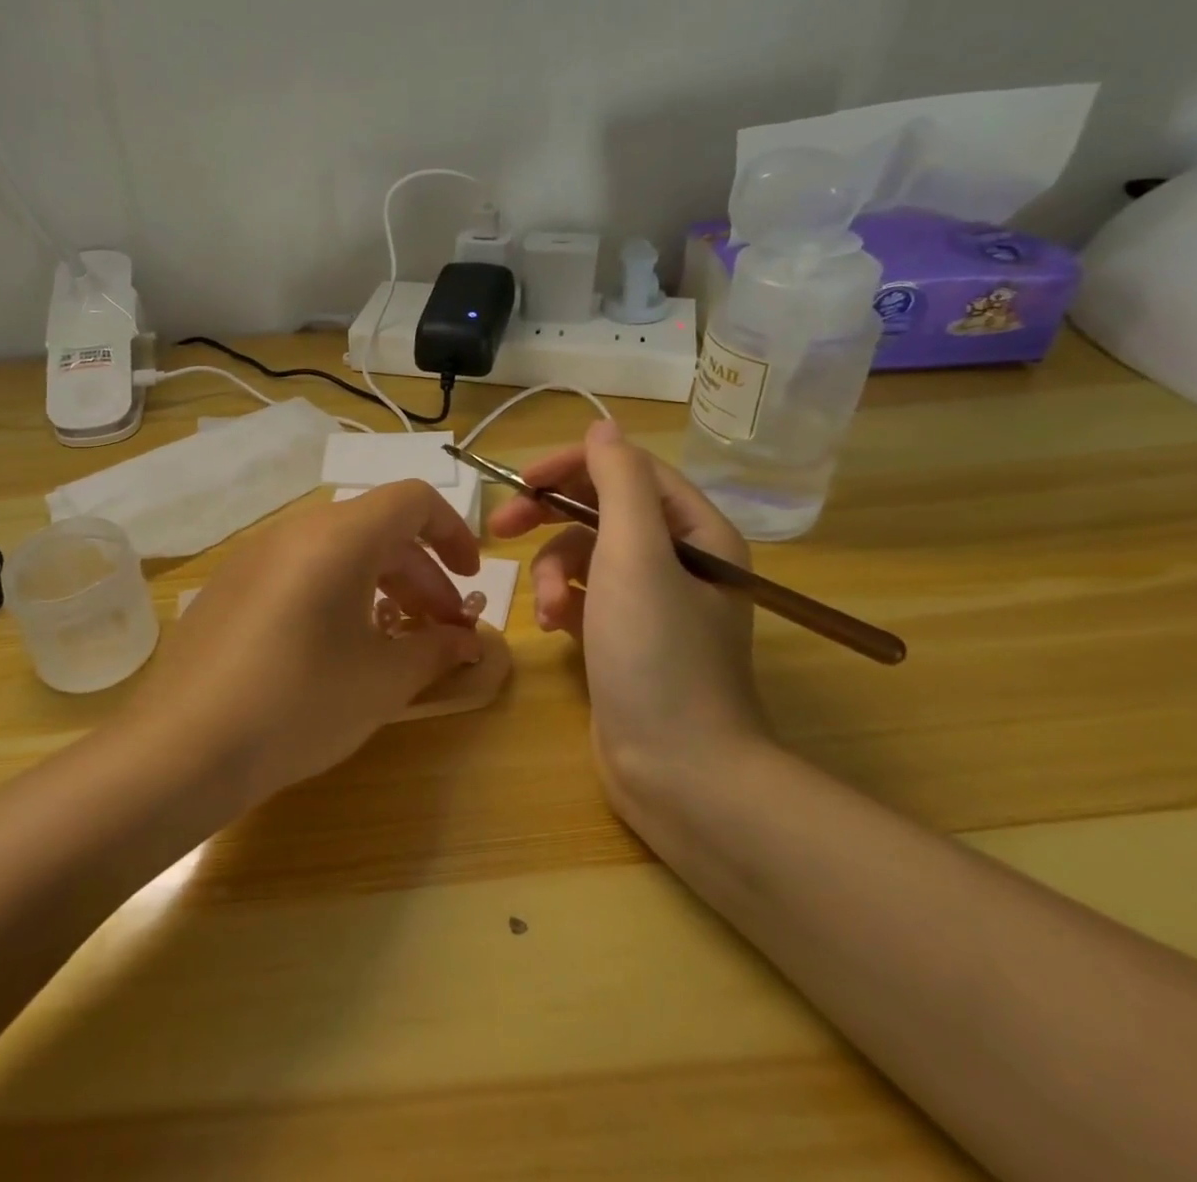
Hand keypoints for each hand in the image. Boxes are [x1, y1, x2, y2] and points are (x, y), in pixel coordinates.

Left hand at [134, 480, 511, 803]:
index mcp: (338, 536)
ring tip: (393, 638)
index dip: (452, 532)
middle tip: (440, 628)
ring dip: (378, 583)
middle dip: (420, 573)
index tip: (469, 579)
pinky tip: (334, 647)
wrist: (182, 747)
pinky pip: (297, 569)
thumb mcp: (381, 680)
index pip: (412, 500)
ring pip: (335, 550)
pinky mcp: (228, 584)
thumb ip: (435, 650)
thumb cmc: (299, 703)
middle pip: (375, 528)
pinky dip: (334, 591)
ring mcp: (254, 554)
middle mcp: (294, 530)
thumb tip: (468, 642)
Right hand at [488, 421, 766, 831]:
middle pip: (602, 509)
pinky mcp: (625, 636)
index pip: (628, 469)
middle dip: (550, 516)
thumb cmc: (657, 654)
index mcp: (696, 531)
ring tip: (542, 609)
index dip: (572, 466)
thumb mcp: (635, 555)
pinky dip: (562, 603)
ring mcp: (651, 601)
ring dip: (552, 571)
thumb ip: (618, 483)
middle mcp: (679, 558)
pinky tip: (552, 630)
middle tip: (500, 526)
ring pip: (585, 555)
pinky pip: (584, 595)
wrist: (679, 771)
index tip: (521, 481)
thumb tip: (603, 425)